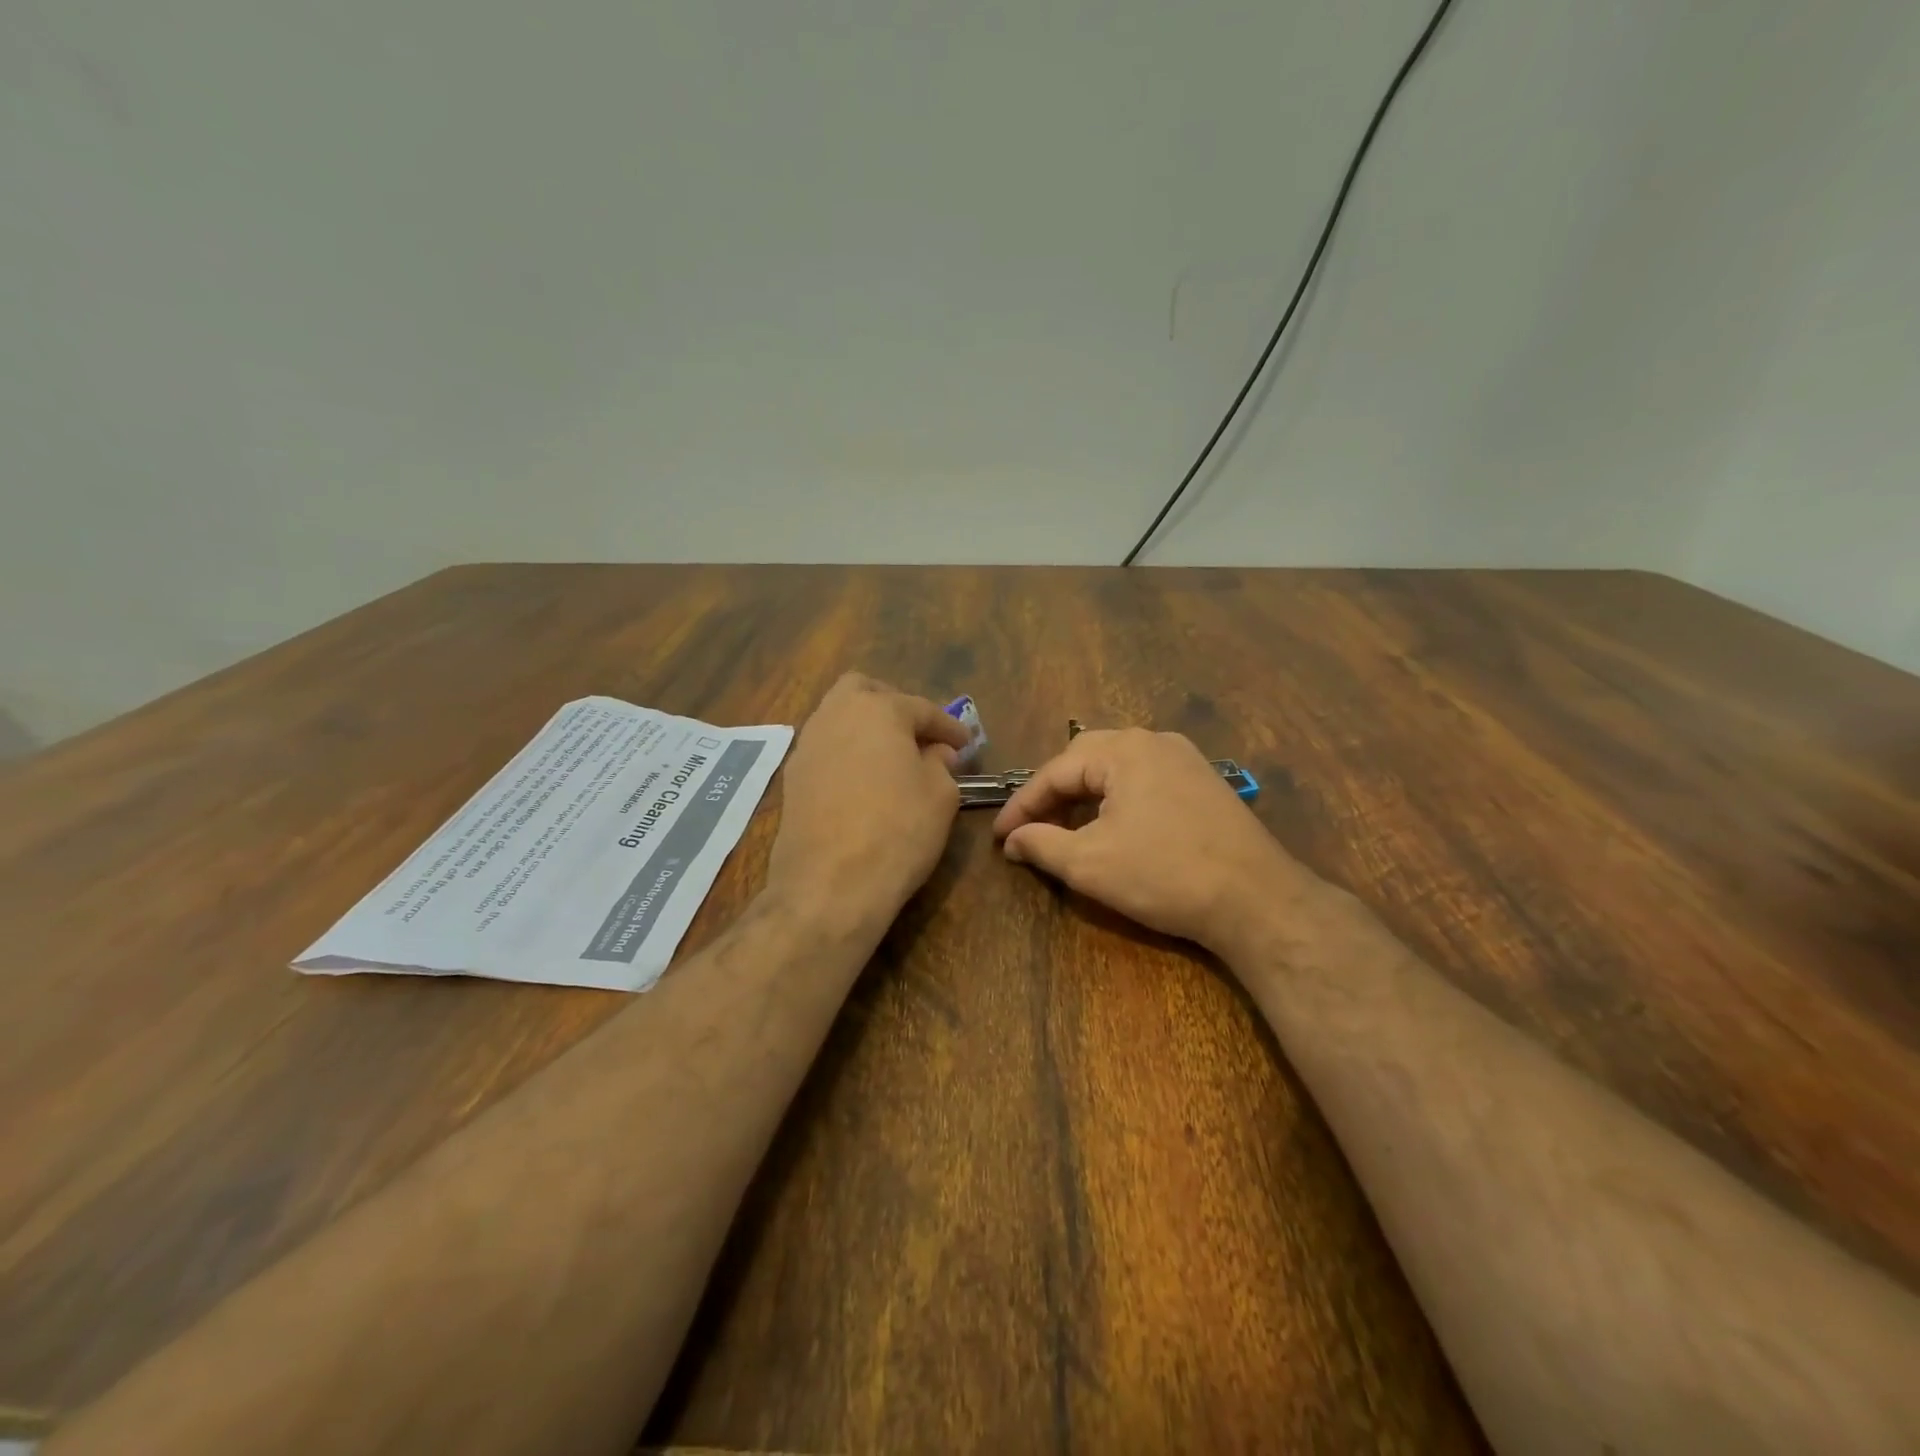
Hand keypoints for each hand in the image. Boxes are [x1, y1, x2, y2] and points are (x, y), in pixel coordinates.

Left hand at [765, 673, 970, 935]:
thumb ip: (941, 764)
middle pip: (863, 691)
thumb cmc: (898, 830)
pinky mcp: (792, 779)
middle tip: (917, 735)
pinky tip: (864, 783)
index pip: (921, 708)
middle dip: (893, 705)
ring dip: (866, 729)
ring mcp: (807, 747)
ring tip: (892, 760)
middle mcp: (834, 716)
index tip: (966, 745)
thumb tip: (935, 753)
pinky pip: (825, 750)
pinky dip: (847, 755)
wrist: (830, 885)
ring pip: (838, 718)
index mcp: (877, 710)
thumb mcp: (940, 795)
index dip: (948, 727)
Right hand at [993, 728, 1316, 954]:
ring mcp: (1186, 759)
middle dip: (1053, 795)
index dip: (1022, 806)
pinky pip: (1145, 780)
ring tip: (1065, 829)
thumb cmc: (1163, 875)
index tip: (1001, 838)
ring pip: (1117, 769)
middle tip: (1030, 828)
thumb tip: (1013, 840)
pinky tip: (1112, 827)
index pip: (1055, 772)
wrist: (1256, 900)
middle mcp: (1154, 741)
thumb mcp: (1089, 863)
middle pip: (1085, 760)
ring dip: (1085, 797)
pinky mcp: (1205, 782)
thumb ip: (1041, 844)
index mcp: (1123, 750)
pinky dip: (1117, 800)